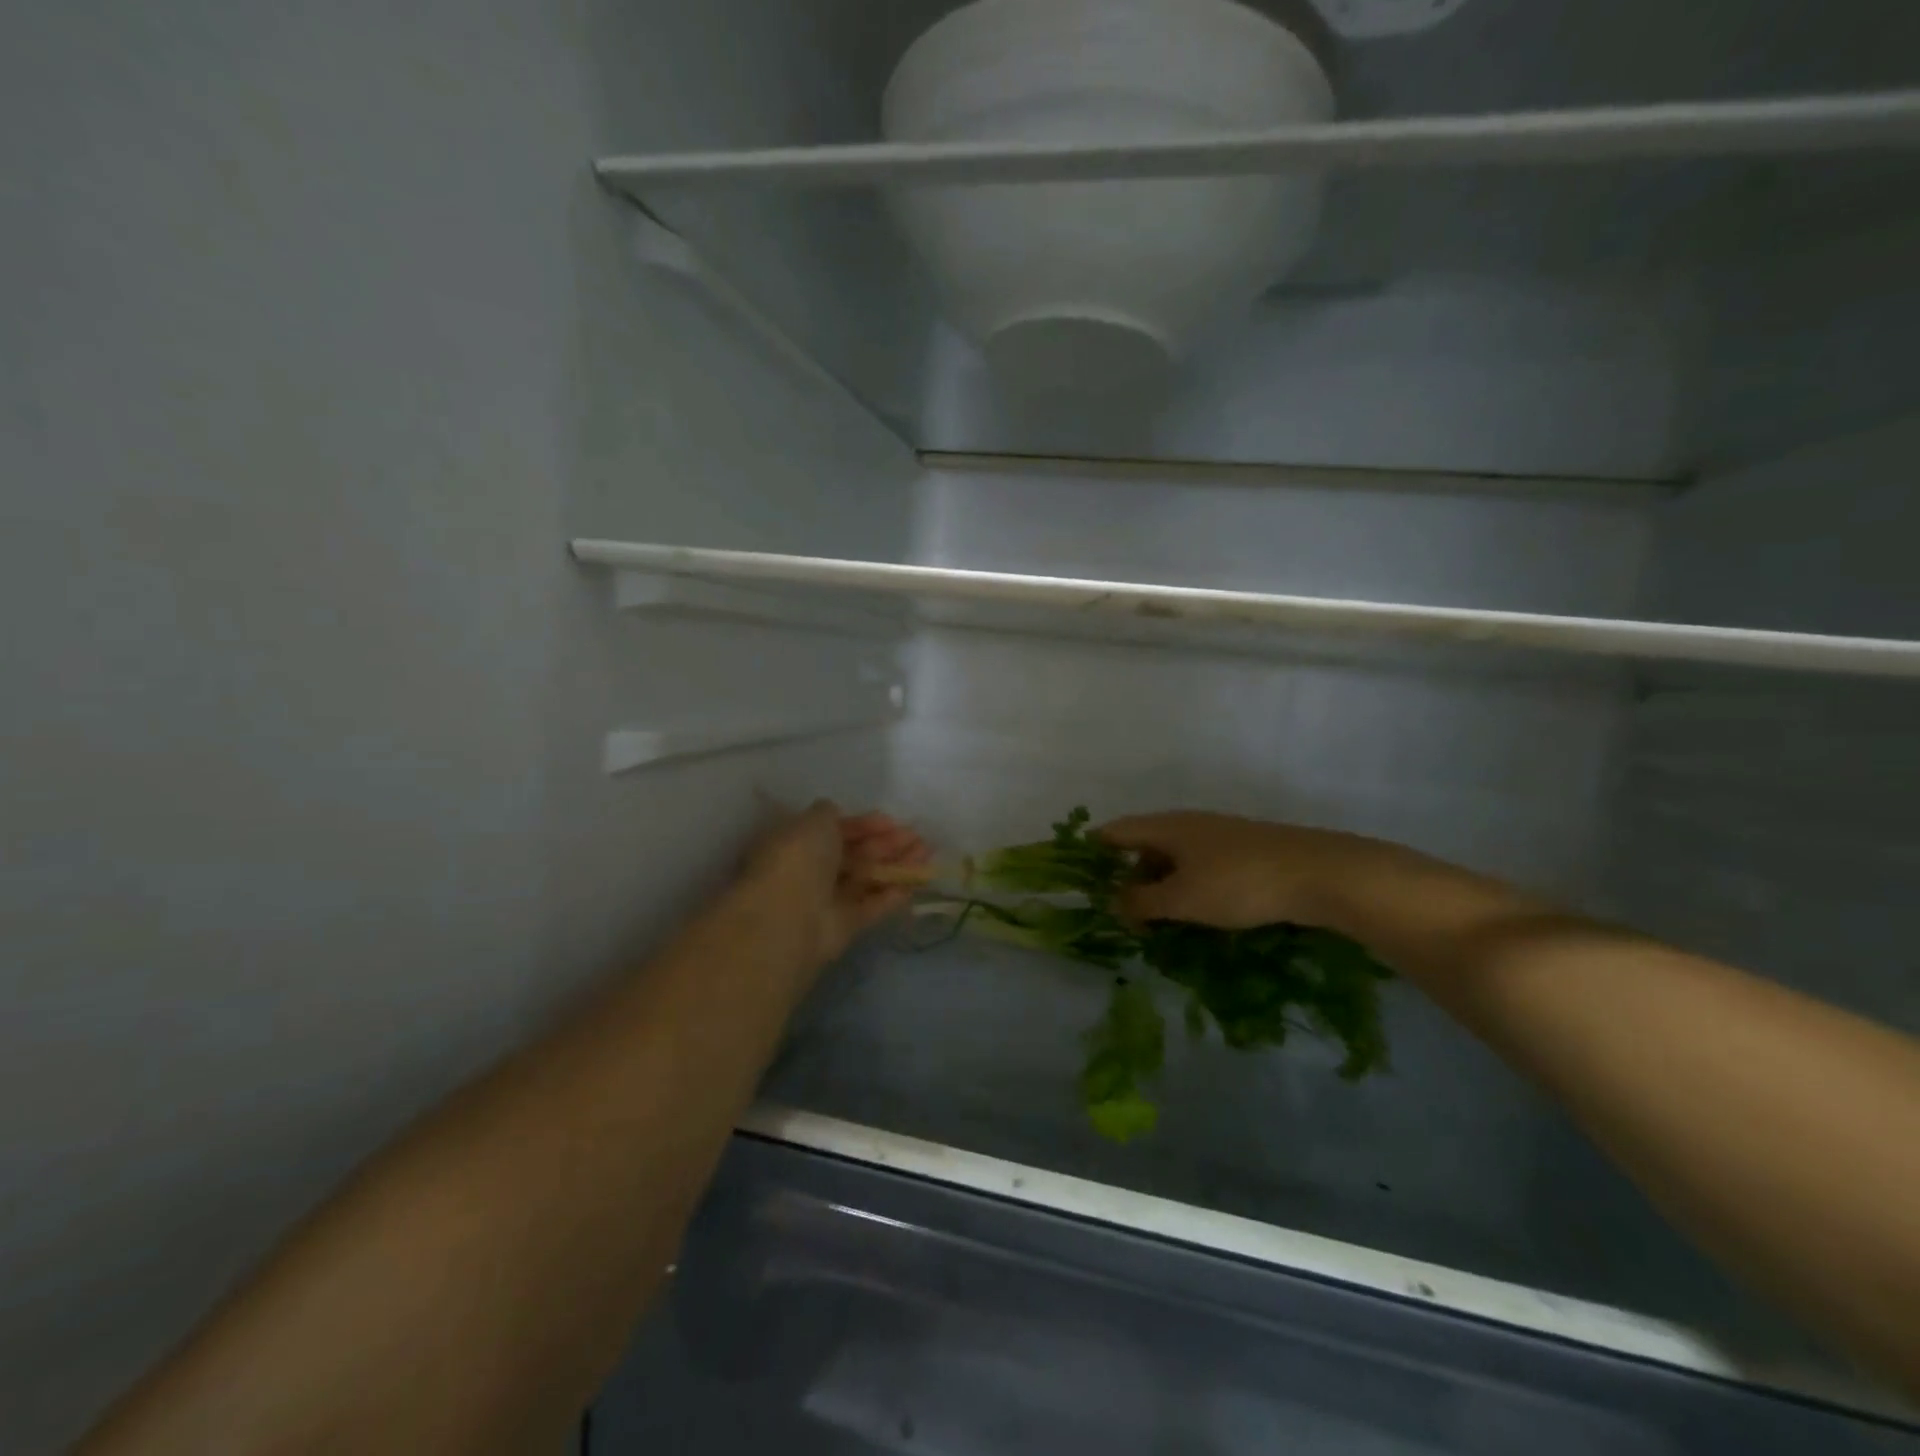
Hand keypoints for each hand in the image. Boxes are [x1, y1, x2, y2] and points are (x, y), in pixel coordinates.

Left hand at [738, 801, 930, 967]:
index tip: (890, 820)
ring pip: (867, 878)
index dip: (863, 824)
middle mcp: (812, 870)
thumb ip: (829, 814)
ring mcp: (828, 900)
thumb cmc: (800, 858)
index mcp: (799, 842)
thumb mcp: (815, 821)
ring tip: (927, 853)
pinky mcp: (844, 926)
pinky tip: (917, 881)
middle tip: (917, 836)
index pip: (835, 830)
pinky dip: (893, 894)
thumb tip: (836, 813)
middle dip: (887, 843)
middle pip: (855, 854)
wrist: (790, 915)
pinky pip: (872, 906)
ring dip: (897, 865)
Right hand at [1099, 811, 1387, 930]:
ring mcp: (1218, 836)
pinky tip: (1197, 915)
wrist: (1318, 874)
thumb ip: (1141, 902)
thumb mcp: (1181, 899)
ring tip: (1160, 923)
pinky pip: (1200, 867)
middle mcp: (1188, 824)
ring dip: (1161, 887)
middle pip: (1144, 846)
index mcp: (1166, 827)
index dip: (1093, 851)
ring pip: (1174, 858)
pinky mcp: (1243, 852)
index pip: (1115, 832)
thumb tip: (1113, 902)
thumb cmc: (1238, 883)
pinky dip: (1188, 888)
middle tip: (1126, 917)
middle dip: (1130, 879)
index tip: (1080, 878)